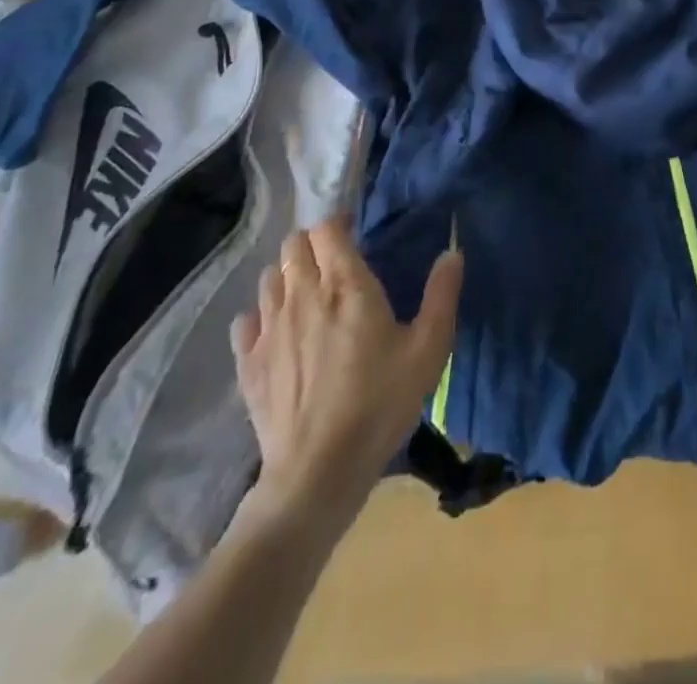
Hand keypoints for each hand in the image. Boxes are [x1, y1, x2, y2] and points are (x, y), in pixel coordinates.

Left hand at [229, 220, 461, 530]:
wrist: (318, 472)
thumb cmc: (380, 403)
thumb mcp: (428, 349)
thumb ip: (442, 295)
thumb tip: (452, 251)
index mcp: (345, 284)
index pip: (327, 228)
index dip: (338, 223)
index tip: (354, 234)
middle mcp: (301, 294)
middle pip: (293, 245)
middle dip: (312, 244)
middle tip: (335, 263)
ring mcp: (268, 328)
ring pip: (268, 278)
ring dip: (287, 275)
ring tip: (308, 295)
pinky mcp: (247, 363)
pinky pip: (245, 320)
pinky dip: (259, 315)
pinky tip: (277, 331)